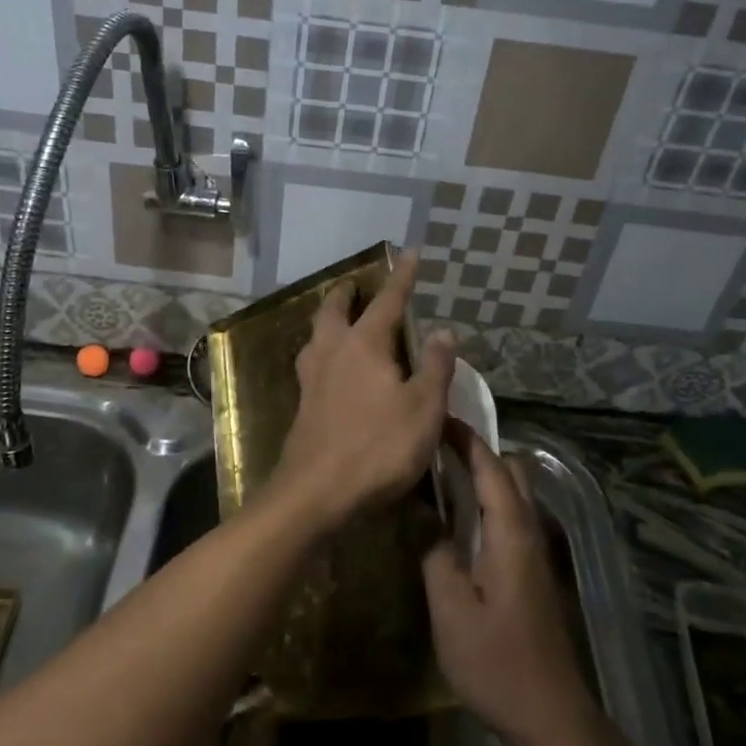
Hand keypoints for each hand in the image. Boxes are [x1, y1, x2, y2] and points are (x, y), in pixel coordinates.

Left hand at [272, 250, 454, 529]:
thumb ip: (434, 368)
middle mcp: (332, 351)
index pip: (388, 301)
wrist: (316, 492)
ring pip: (316, 335)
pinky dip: (323, 350)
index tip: (410, 253)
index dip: (402, 277)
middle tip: (355, 284)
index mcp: (364, 345)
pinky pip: (312, 362)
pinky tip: (330, 367)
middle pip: (334, 310)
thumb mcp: (422, 409)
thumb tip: (442, 332)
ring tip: (339, 319)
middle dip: (347, 293)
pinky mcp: (302, 404)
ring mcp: (311, 378)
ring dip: (328, 319)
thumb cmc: (377, 447)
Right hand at [423, 426, 594, 745]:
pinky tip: (459, 520)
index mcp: (510, 532)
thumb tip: (420, 509)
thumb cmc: (497, 661)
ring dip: (484, 474)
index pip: (489, 466)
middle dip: (476, 449)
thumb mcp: (450, 608)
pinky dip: (488, 499)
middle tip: (434, 446)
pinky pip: (512, 514)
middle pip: (511, 470)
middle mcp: (529, 531)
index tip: (434, 418)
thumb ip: (434, 551)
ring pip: (515, 493)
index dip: (464, 438)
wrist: (550, 715)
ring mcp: (535, 552)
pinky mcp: (533, 571)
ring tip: (441, 476)